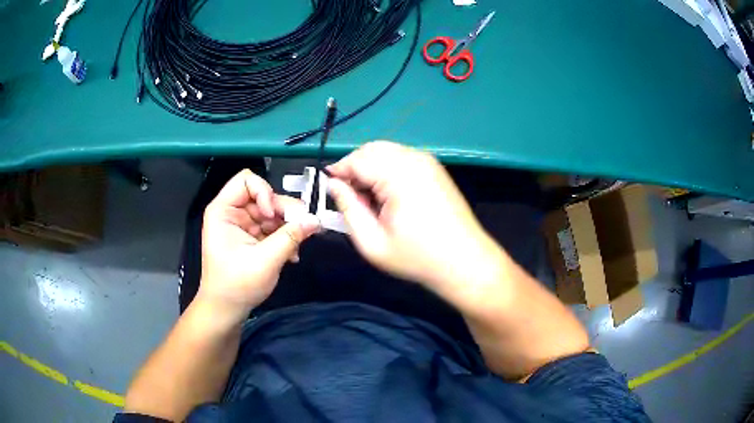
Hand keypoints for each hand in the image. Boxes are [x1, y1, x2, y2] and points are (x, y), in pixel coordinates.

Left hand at [198, 169, 319, 319]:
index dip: (264, 193)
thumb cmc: (237, 285)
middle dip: (284, 212)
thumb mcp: (265, 260)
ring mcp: (244, 225)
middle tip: (303, 229)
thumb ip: (291, 237)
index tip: (274, 216)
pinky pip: (274, 228)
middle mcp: (233, 213)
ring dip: (288, 227)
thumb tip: (316, 220)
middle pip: (265, 196)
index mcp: (224, 211)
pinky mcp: (253, 238)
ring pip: (273, 212)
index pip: (247, 181)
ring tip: (296, 248)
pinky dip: (285, 238)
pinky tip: (292, 255)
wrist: (227, 310)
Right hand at [327, 142, 503, 297]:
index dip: (338, 173)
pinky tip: (388, 195)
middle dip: (354, 168)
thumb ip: (348, 209)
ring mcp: (427, 161)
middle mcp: (414, 159)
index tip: (329, 191)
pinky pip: (401, 158)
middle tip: (350, 199)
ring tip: (370, 200)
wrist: (465, 261)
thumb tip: (333, 186)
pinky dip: (386, 169)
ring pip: (385, 151)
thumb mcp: (372, 242)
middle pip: (371, 150)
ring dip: (370, 168)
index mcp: (398, 175)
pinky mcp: (434, 168)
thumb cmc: (417, 257)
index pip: (356, 159)